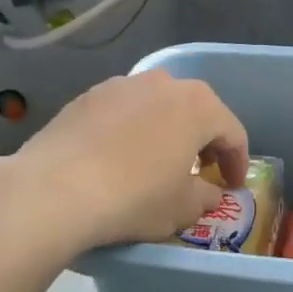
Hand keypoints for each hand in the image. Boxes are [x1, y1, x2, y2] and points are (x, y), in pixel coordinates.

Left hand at [1, 70, 249, 252]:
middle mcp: (162, 83)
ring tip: (157, 161)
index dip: (237, 162)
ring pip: (156, 106)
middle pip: (195, 111)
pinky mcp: (86, 97)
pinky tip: (118, 157)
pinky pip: (122, 112)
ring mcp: (120, 85)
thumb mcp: (181, 208)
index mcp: (198, 106)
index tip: (233, 186)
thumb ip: (205, 197)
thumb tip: (208, 193)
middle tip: (202, 169)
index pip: (232, 132)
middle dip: (203, 140)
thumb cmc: (134, 197)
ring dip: (165, 130)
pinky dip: (130, 131)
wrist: (54, 190)